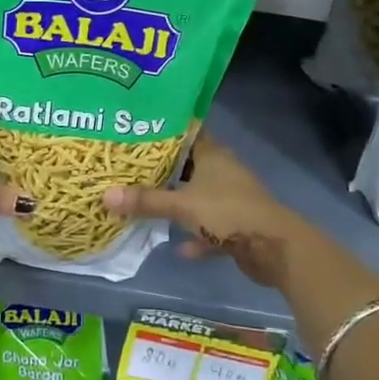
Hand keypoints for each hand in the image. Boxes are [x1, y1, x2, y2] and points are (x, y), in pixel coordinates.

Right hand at [102, 131, 301, 289]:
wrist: (274, 248)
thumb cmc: (228, 213)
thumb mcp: (182, 206)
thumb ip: (145, 201)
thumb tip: (104, 194)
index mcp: (212, 155)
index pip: (186, 132)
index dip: (164, 131)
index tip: (137, 132)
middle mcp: (222, 171)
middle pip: (189, 165)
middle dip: (163, 170)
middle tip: (131, 169)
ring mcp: (231, 198)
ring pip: (198, 196)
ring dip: (178, 203)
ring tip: (147, 204)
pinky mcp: (237, 225)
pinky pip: (210, 227)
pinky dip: (196, 235)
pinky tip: (179, 247)